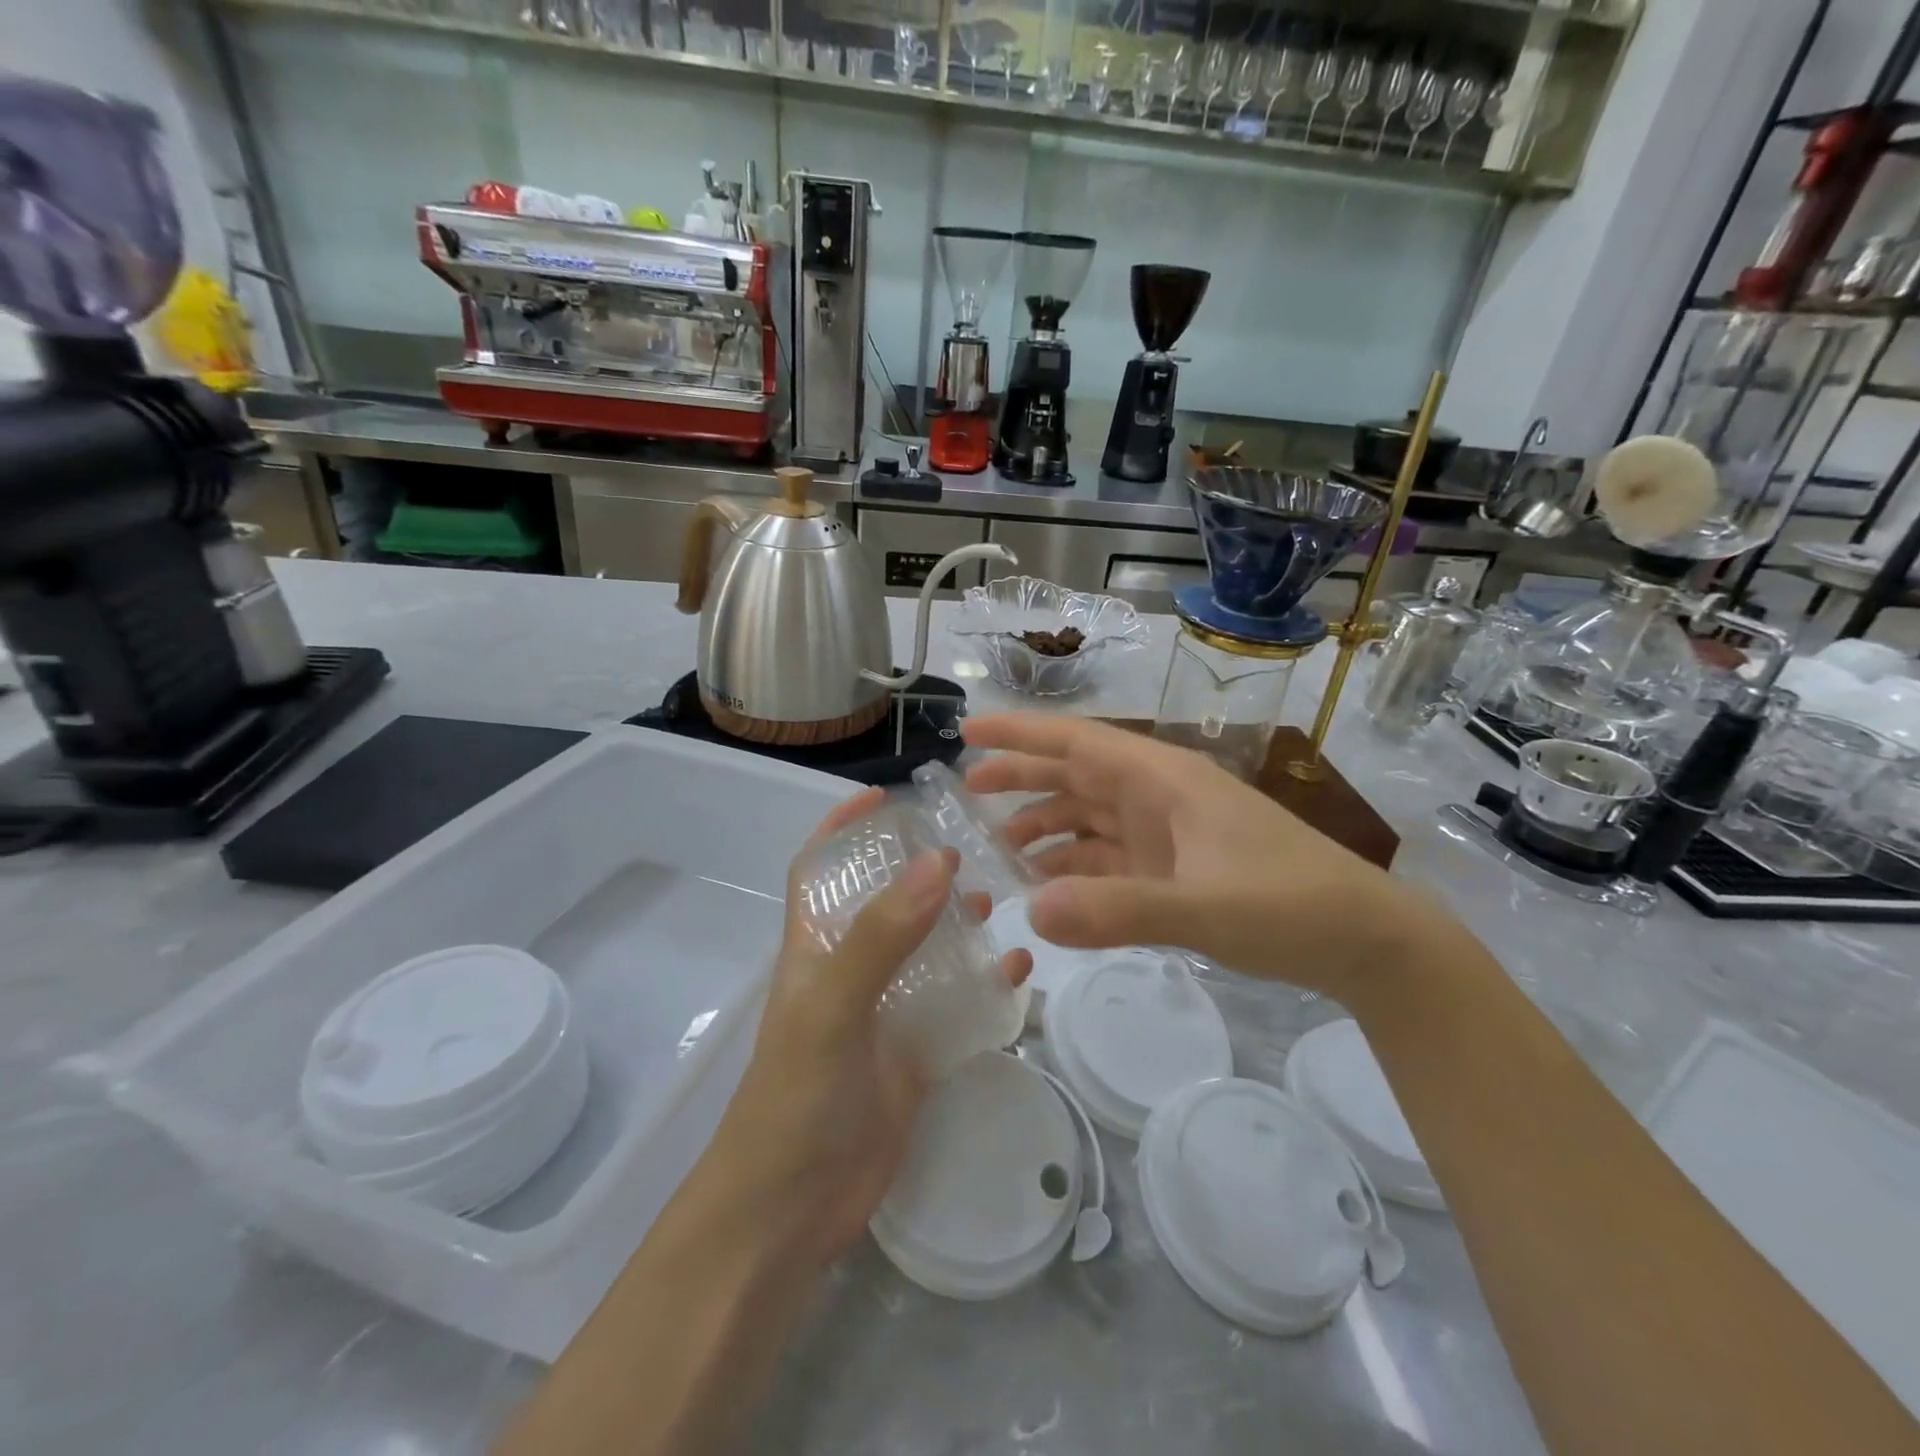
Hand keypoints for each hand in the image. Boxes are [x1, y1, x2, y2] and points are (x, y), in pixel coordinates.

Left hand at [707, 788, 1030, 1266]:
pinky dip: (986, 986)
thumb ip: (881, 936)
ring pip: (927, 952)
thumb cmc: (796, 1098)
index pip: (820, 871)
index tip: (883, 795)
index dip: (842, 829)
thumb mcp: (833, 1008)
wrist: (792, 1213)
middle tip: (970, 845)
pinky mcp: (914, 1055)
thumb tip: (936, 862)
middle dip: (919, 871)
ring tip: (1001, 898)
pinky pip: (957, 1006)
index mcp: (815, 950)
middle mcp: (850, 972)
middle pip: (885, 904)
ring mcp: (884, 1014)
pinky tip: (1020, 970)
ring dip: (958, 924)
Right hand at [962, 714, 1450, 1002]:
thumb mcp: (1206, 909)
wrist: (1362, 940)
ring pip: (1087, 817)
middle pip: (1075, 775)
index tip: (969, 733)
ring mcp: (1164, 835)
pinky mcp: (1171, 870)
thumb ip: (1119, 910)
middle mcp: (1157, 798)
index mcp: (1163, 780)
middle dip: (1021, 778)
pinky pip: (1106, 858)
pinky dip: (1072, 866)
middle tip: (967, 791)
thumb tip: (1030, 911)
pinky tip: (1045, 885)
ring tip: (997, 848)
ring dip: (1044, 826)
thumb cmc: (1290, 906)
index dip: (1021, 734)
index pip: (1078, 742)